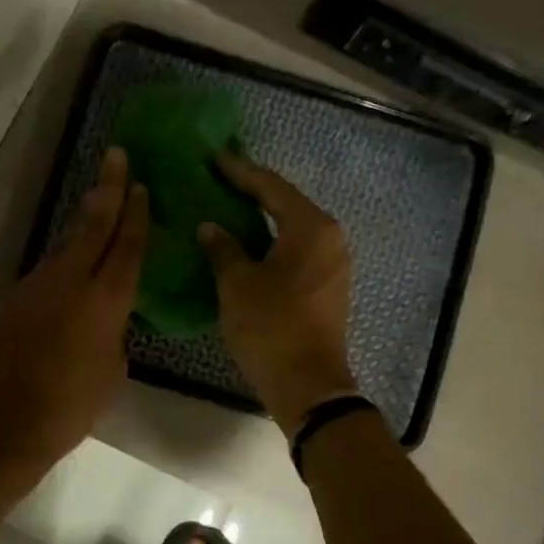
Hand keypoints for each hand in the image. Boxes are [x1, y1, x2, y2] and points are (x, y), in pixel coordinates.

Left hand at [0, 147, 148, 487]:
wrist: (2, 424)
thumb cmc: (71, 406)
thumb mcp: (112, 370)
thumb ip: (114, 332)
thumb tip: (107, 318)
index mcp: (105, 300)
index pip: (126, 246)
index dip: (136, 214)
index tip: (141, 185)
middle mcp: (69, 282)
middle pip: (93, 225)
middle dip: (109, 188)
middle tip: (116, 155)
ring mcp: (35, 287)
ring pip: (66, 248)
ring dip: (84, 227)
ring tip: (100, 207)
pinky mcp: (11, 300)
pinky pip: (45, 275)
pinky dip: (62, 267)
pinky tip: (68, 276)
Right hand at [198, 153, 357, 433]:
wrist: (309, 386)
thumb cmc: (271, 328)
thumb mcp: (237, 285)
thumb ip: (223, 248)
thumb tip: (210, 227)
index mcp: (311, 227)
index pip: (271, 187)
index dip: (240, 172)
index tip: (214, 158)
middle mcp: (329, 237)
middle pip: (286, 203)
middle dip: (252, 191)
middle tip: (219, 178)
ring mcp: (333, 262)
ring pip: (293, 227)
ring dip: (262, 217)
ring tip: (228, 206)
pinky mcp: (328, 285)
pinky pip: (297, 249)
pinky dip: (272, 240)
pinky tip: (247, 242)